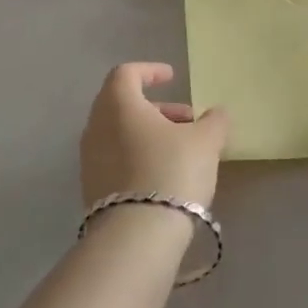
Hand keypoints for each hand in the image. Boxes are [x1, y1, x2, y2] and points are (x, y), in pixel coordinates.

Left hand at [80, 63, 228, 209]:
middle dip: (157, 107)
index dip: (150, 71)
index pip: (126, 73)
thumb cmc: (171, 172)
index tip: (172, 77)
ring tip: (183, 149)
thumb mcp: (205, 142)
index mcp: (118, 104)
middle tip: (187, 119)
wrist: (136, 236)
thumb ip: (214, 122)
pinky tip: (164, 175)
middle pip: (123, 104)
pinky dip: (137, 155)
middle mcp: (96, 125)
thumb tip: (218, 113)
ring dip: (149, 134)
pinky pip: (115, 159)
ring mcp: (90, 159)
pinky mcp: (92, 188)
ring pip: (119, 133)